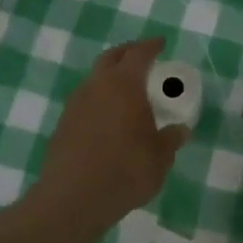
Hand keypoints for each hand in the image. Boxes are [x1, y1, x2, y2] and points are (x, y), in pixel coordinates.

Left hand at [36, 37, 189, 221]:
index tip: (160, 43)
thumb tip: (180, 130)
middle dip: (127, 53)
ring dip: (110, 78)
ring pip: (94, 79)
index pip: (138, 54)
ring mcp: (75, 104)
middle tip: (141, 58)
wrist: (72, 199)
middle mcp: (96, 86)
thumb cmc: (124, 171)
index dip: (151, 46)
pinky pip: (84, 101)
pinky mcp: (62, 125)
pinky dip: (98, 100)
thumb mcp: (159, 158)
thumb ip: (170, 140)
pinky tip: (107, 119)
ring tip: (126, 91)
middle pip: (111, 58)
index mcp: (123, 84)